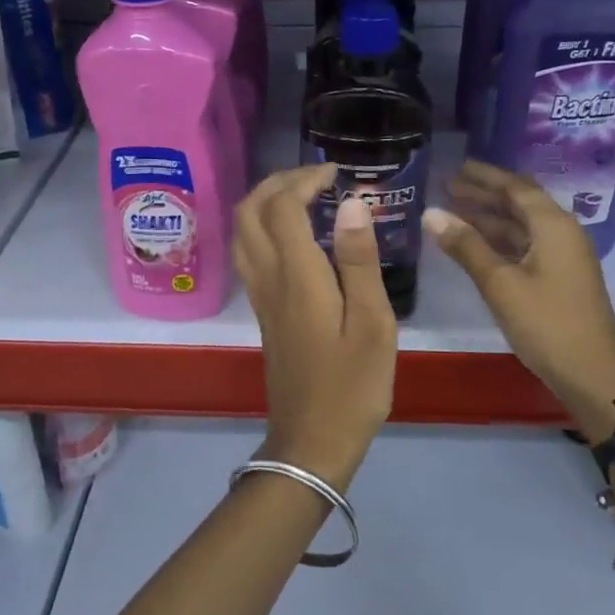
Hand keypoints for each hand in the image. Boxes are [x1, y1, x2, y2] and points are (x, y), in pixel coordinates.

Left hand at [235, 165, 395, 488]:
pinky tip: (296, 235)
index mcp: (297, 275)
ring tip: (304, 197)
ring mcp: (260, 296)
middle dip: (278, 182)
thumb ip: (358, 260)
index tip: (336, 172)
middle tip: (316, 178)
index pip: (283, 206)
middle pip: (249, 211)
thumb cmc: (352, 385)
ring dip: (265, 202)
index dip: (304, 178)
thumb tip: (352, 204)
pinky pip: (249, 253)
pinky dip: (264, 227)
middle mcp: (269, 278)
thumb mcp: (372, 323)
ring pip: (242, 232)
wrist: (312, 441)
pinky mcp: (263, 312)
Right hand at [423, 160, 614, 438]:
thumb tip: (431, 213)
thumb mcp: (500, 284)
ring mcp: (563, 257)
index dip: (484, 176)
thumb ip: (466, 246)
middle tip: (447, 186)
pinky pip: (525, 246)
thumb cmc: (547, 325)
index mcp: (554, 226)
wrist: (592, 376)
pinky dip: (499, 240)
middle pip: (520, 203)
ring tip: (453, 211)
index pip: (515, 187)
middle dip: (484, 194)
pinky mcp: (559, 278)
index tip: (455, 167)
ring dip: (490, 218)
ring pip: (521, 226)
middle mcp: (562, 233)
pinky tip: (475, 245)